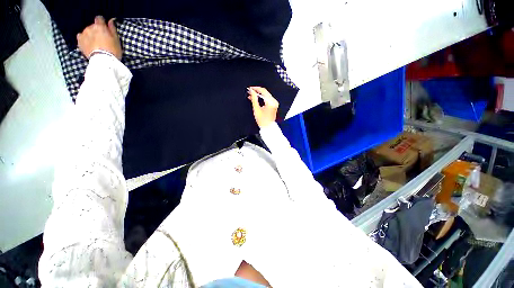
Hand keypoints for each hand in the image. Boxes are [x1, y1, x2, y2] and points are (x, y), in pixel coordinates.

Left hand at [77, 16, 121, 59]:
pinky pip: (80, 37)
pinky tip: (88, 43)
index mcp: (99, 26)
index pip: (99, 18)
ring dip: (90, 35)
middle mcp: (90, 28)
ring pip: (87, 31)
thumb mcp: (116, 40)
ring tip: (95, 43)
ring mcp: (83, 34)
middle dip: (96, 30)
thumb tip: (110, 21)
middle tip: (101, 39)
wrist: (103, 61)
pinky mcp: (79, 42)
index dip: (102, 22)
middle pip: (93, 26)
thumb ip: (112, 29)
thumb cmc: (112, 50)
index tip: (105, 27)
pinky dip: (84, 39)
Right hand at [247, 86, 278, 127]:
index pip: (263, 91)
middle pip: (265, 92)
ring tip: (251, 96)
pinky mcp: (273, 105)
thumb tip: (252, 92)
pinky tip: (256, 99)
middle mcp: (274, 101)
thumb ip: (254, 99)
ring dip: (258, 95)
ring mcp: (274, 103)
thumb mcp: (256, 109)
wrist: (268, 127)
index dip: (256, 89)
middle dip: (256, 92)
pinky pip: (267, 99)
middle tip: (249, 92)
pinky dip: (261, 98)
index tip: (250, 88)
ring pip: (265, 95)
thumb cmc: (263, 121)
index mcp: (271, 102)